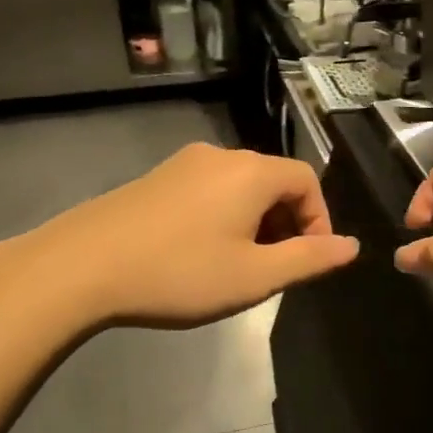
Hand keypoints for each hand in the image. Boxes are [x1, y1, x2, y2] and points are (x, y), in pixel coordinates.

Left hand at [0, 144, 358, 332]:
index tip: (309, 261)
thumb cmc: (180, 273)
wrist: (80, 268)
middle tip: (274, 269)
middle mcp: (221, 156)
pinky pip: (208, 191)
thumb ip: (310, 259)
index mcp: (252, 172)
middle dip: (286, 224)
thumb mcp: (256, 276)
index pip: (307, 181)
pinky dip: (223, 217)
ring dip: (255, 223)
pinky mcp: (155, 179)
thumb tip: (352, 246)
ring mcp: (183, 164)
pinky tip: (200, 254)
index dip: (319, 220)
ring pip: (240, 187)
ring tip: (239, 267)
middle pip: (274, 181)